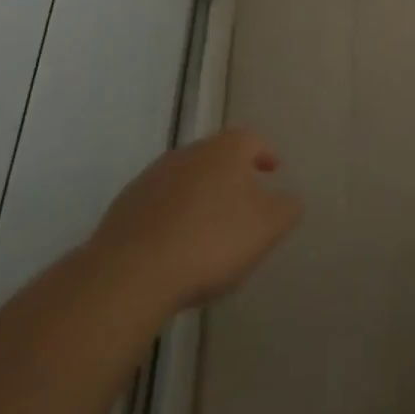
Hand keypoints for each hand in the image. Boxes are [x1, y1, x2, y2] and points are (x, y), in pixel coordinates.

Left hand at [87, 129, 301, 318]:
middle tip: (244, 202)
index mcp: (225, 149)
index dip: (265, 154)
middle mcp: (189, 152)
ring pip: (186, 179)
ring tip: (209, 228)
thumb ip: (287, 208)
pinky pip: (159, 205)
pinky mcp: (125, 207)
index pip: (252, 139)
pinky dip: (172, 217)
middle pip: (217, 157)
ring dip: (200, 196)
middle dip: (232, 176)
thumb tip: (289, 199)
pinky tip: (175, 247)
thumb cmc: (211, 241)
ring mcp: (152, 178)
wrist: (130, 274)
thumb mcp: (267, 227)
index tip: (273, 171)